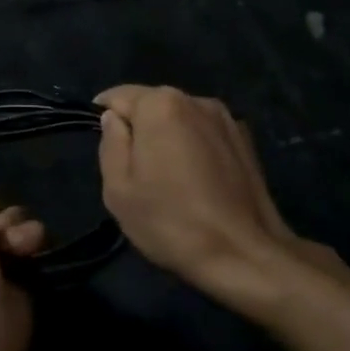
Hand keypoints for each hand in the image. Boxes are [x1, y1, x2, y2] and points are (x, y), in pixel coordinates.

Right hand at [95, 86, 349, 300]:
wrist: (244, 254)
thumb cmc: (171, 221)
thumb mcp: (118, 188)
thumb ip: (110, 142)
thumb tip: (115, 119)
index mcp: (161, 104)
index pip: (117, 96)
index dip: (104, 118)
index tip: (106, 149)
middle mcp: (195, 99)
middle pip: (152, 104)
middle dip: (139, 128)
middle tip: (135, 172)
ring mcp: (226, 118)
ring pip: (180, 119)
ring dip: (168, 137)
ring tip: (169, 179)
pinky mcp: (245, 139)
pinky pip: (205, 133)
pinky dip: (194, 147)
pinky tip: (199, 182)